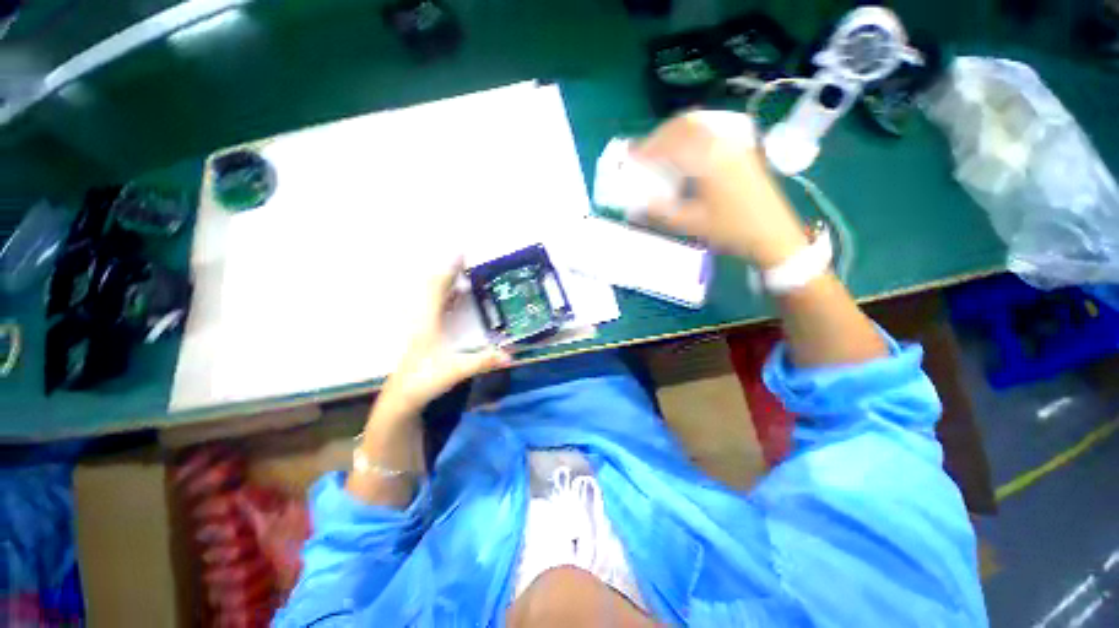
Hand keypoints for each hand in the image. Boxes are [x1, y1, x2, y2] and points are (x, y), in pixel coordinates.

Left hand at [377, 260, 510, 416]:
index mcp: (429, 321)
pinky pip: (436, 308)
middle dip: (450, 272)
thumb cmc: (425, 380)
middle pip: (435, 288)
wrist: (402, 398)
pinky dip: (446, 298)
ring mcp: (423, 327)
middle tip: (464, 260)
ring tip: (462, 275)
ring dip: (447, 284)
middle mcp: (424, 319)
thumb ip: (484, 361)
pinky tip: (454, 299)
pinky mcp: (425, 335)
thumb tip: (511, 355)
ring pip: (434, 298)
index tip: (460, 253)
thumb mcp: (457, 370)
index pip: (438, 288)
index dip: (450, 270)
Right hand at [632, 112, 809, 267]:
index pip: (672, 143)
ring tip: (662, 148)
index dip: (648, 148)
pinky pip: (713, 128)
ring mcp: (736, 142)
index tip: (631, 156)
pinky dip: (693, 133)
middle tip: (644, 151)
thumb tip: (638, 203)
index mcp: (709, 160)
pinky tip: (687, 147)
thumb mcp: (692, 224)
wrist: (772, 232)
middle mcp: (723, 143)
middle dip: (660, 134)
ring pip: (701, 122)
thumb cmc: (731, 230)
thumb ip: (662, 212)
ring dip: (676, 131)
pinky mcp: (743, 147)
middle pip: (686, 124)